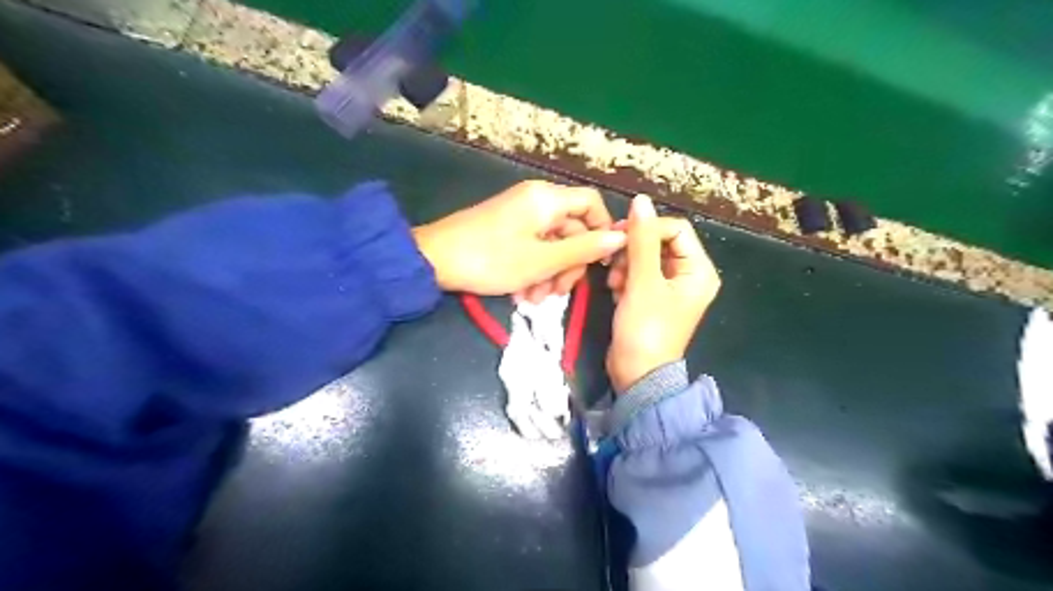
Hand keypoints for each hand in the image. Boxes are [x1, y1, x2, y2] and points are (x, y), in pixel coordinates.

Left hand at [411, 179, 622, 299]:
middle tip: (557, 294)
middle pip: (572, 229)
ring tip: (534, 299)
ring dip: (550, 273)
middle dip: (569, 264)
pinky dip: (533, 270)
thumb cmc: (491, 259)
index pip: (591, 204)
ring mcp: (519, 216)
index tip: (599, 263)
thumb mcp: (542, 260)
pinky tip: (522, 294)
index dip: (602, 231)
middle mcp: (536, 201)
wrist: (433, 261)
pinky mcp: (506, 230)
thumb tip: (621, 238)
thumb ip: (583, 249)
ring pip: (552, 244)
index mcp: (547, 199)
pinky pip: (532, 248)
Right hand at [606, 197, 720, 394]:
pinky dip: (625, 278)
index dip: (647, 228)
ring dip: (625, 265)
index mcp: (698, 270)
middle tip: (614, 264)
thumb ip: (642, 240)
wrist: (636, 374)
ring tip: (614, 283)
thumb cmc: (645, 329)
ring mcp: (670, 288)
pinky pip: (639, 274)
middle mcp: (689, 275)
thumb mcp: (643, 282)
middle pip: (659, 242)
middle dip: (633, 251)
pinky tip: (615, 292)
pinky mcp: (653, 298)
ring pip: (645, 257)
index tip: (619, 236)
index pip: (676, 229)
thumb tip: (641, 201)